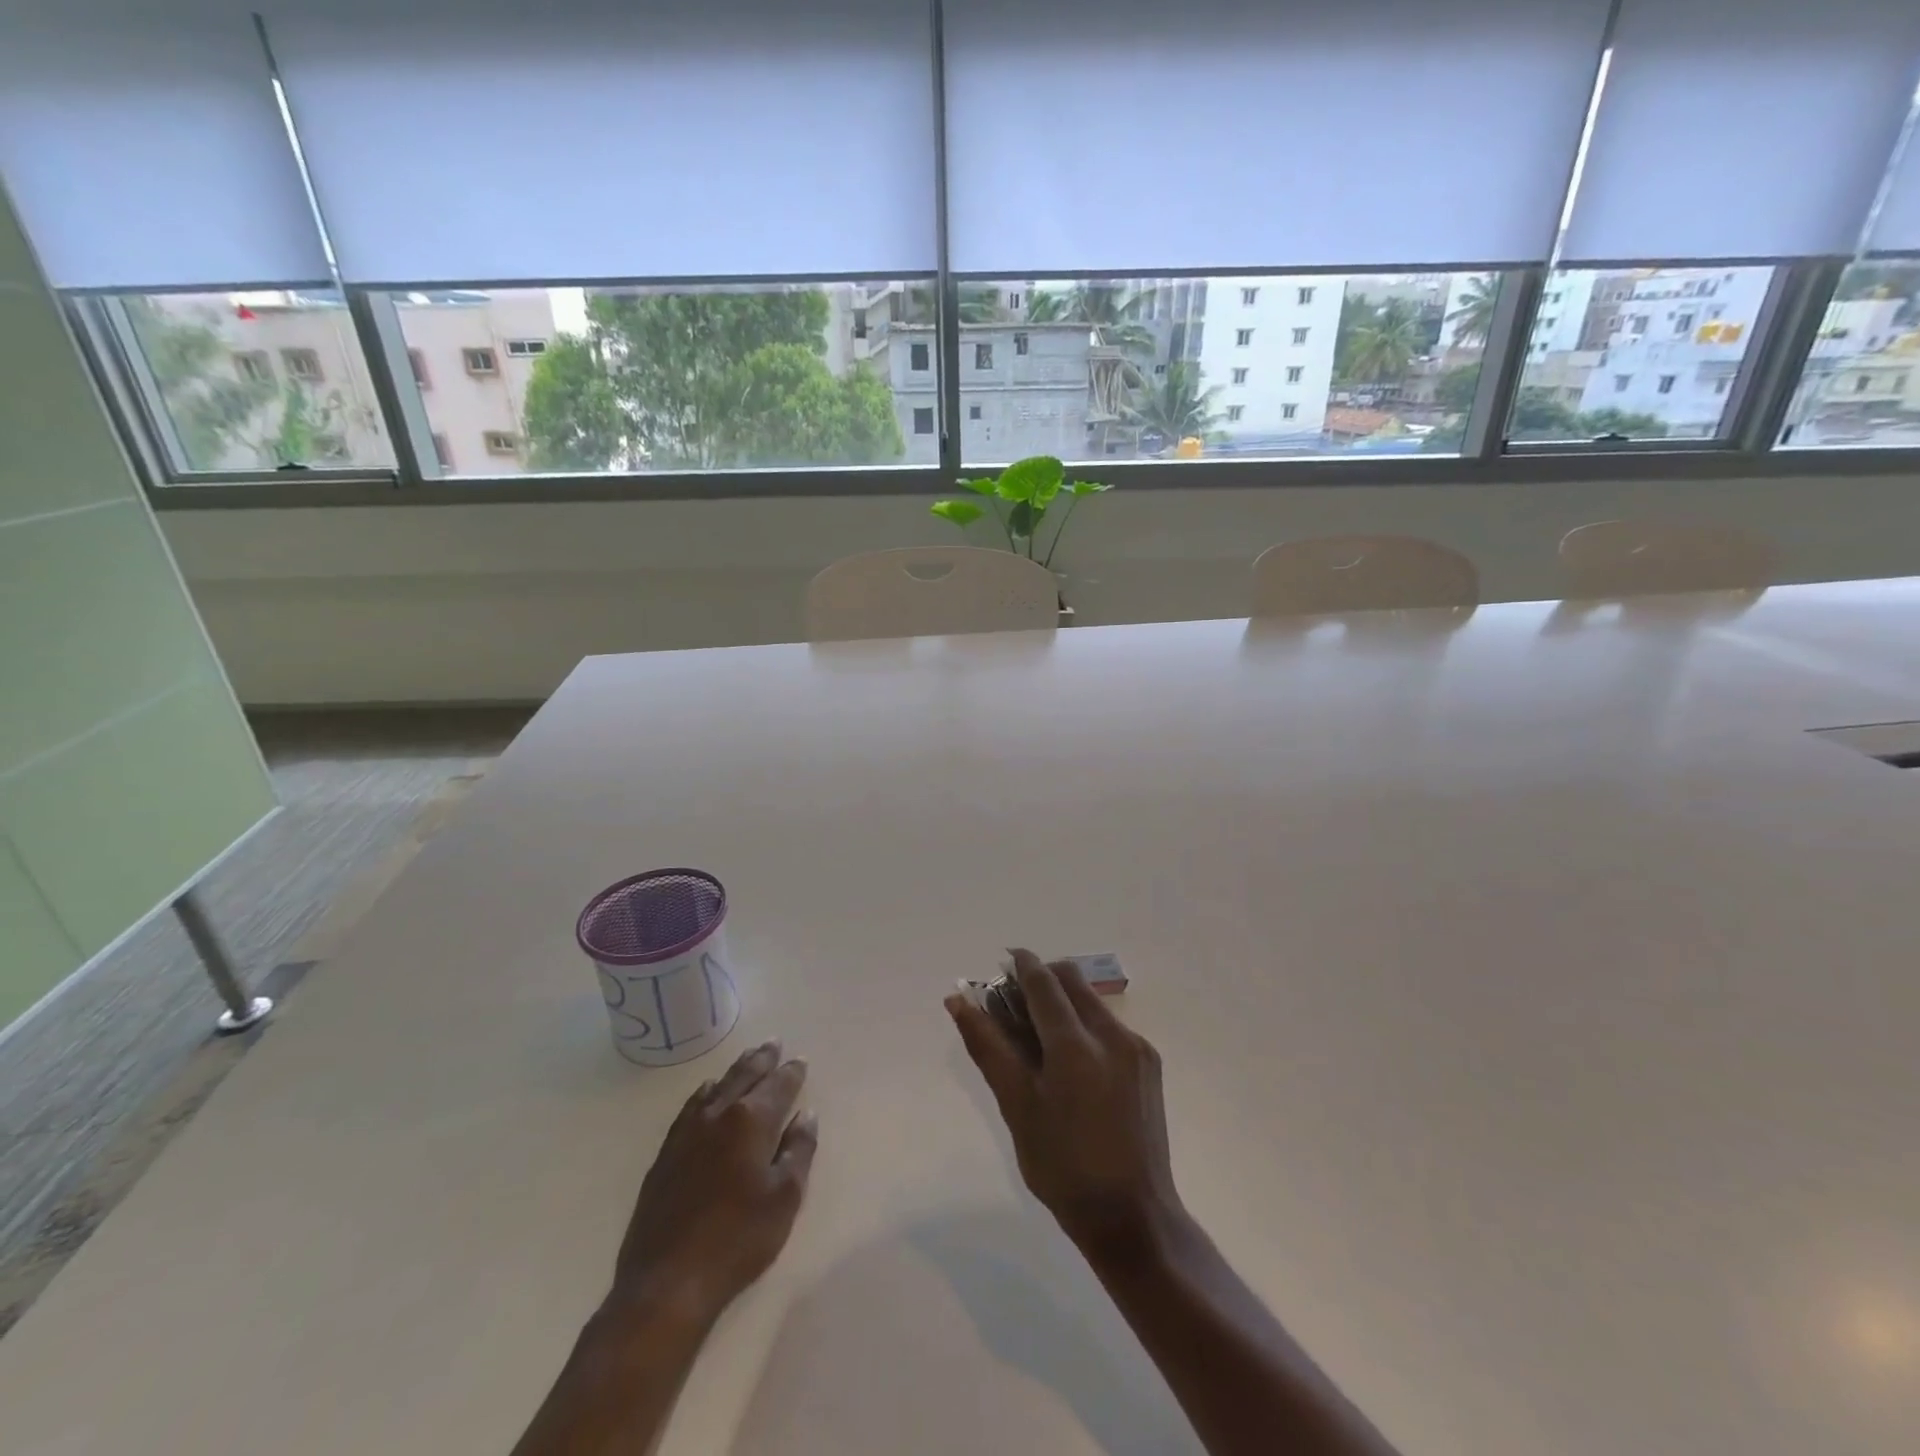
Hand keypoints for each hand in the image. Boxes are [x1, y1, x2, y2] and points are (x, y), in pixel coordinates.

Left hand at [604, 1040, 817, 1330]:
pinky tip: (707, 1094)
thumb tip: (806, 1114)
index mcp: (751, 1121)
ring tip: (747, 1060)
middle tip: (774, 1043)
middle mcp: (718, 1115)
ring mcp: (686, 1133)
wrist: (667, 1284)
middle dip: (762, 1059)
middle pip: (744, 1076)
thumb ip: (799, 1149)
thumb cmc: (738, 1240)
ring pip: (716, 1087)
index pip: (777, 1085)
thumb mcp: (785, 1197)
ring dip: (735, 1071)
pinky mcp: (666, 1155)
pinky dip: (705, 1093)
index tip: (800, 1061)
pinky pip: (690, 1108)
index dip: (791, 1072)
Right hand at [945, 950, 1182, 1263]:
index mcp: (1075, 1045)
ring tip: (1038, 1037)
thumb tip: (958, 1000)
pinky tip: (1070, 1062)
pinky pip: (1108, 1026)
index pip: (1043, 981)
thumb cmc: (1062, 1166)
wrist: (1133, 1216)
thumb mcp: (1016, 1106)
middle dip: (1041, 978)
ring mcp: (1136, 1047)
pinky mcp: (1149, 1063)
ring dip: (1062, 1002)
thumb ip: (987, 1046)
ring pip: (1091, 1001)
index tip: (1003, 959)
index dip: (1021, 963)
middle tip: (1014, 1003)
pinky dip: (1083, 1025)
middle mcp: (1111, 1034)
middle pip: (1071, 980)